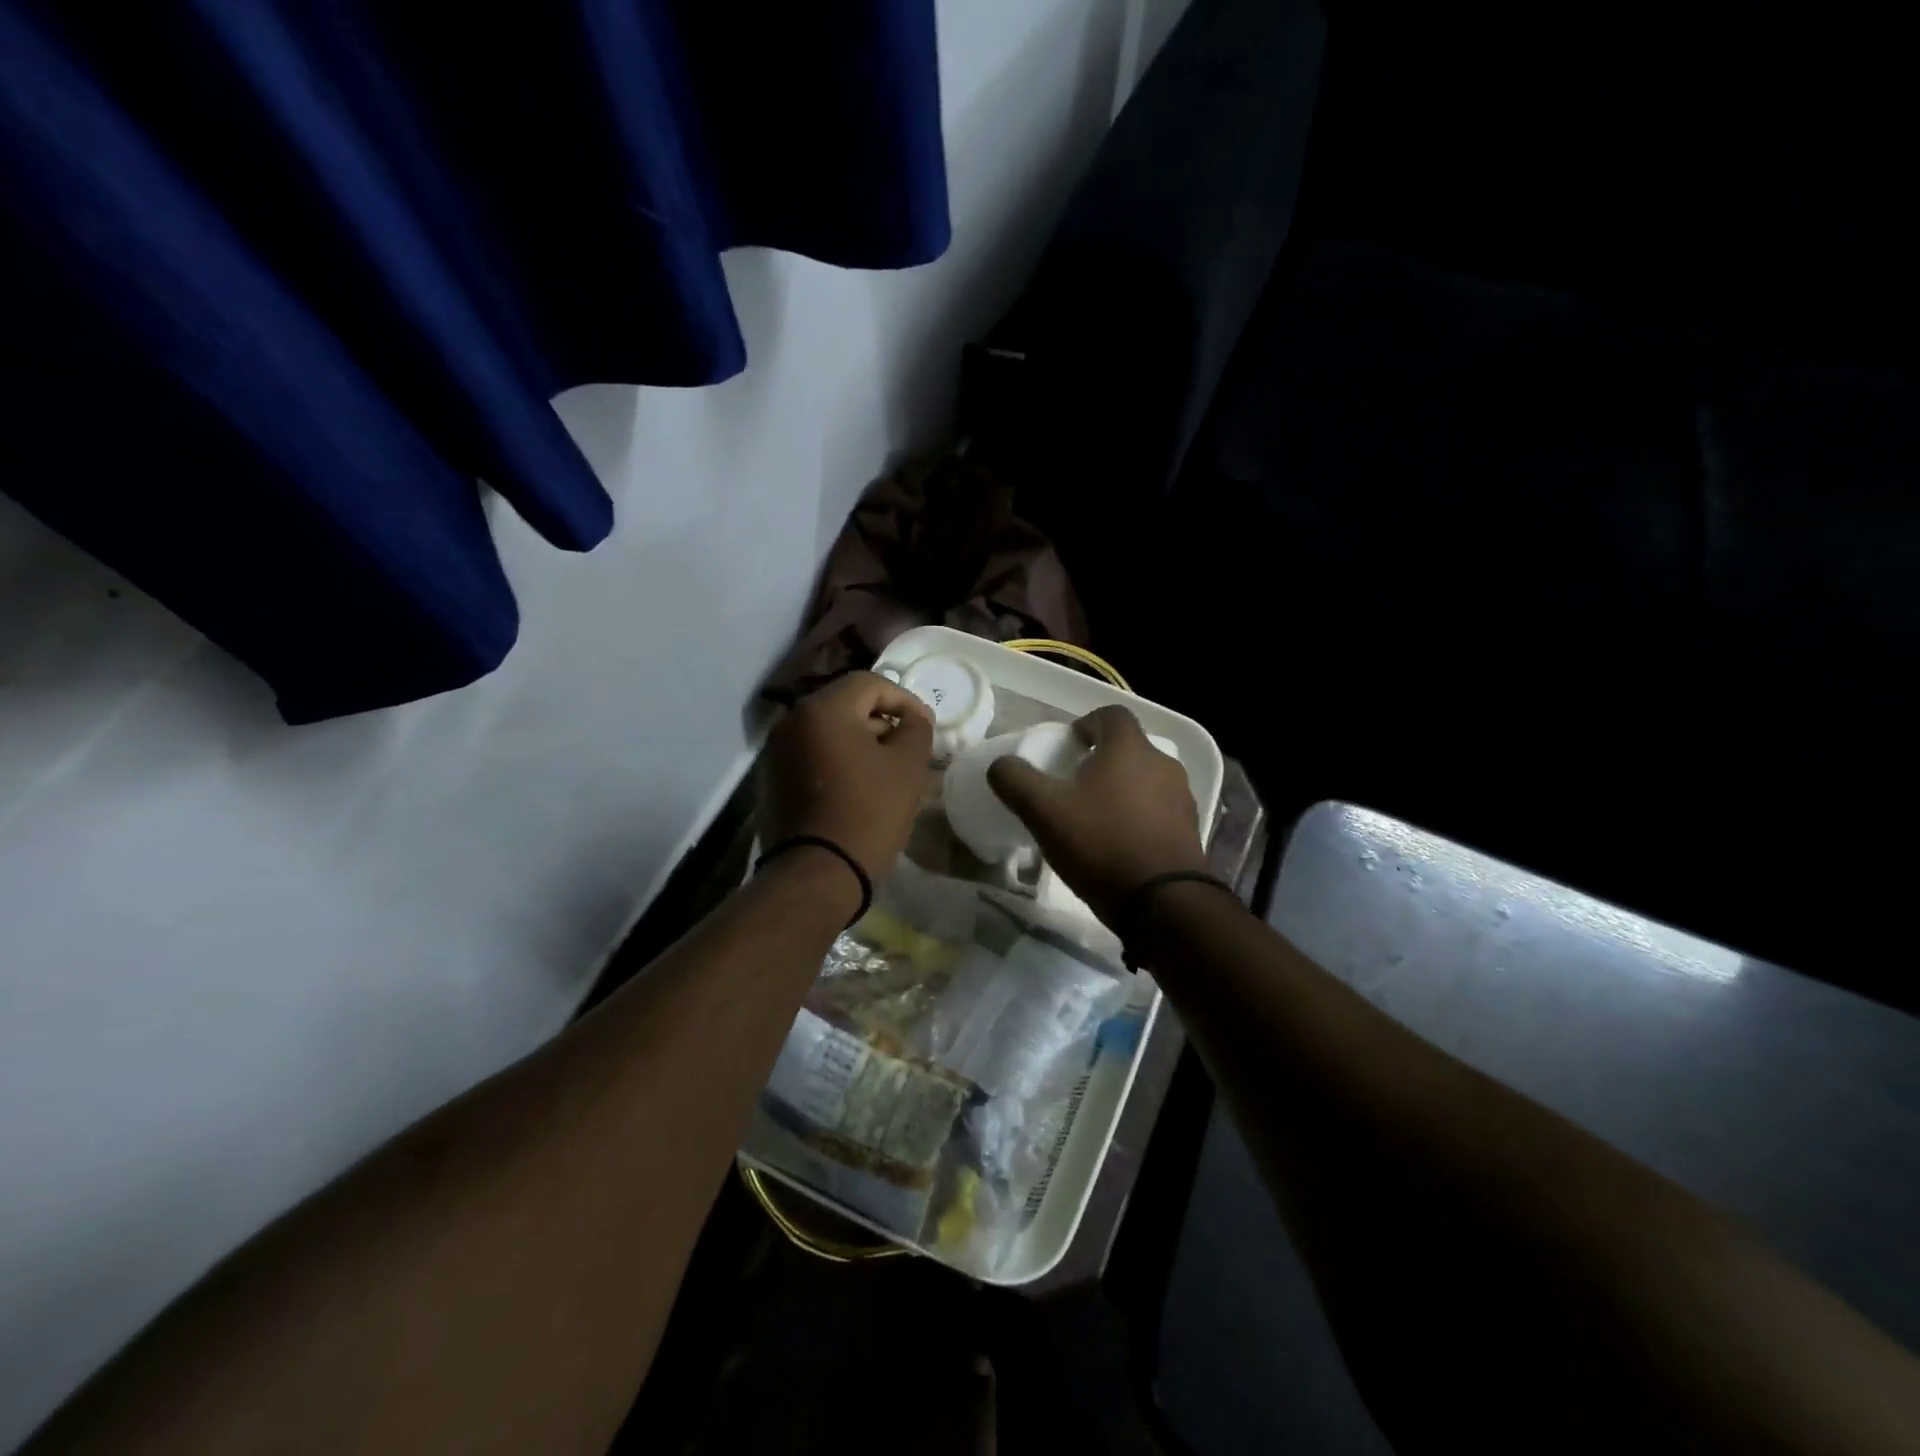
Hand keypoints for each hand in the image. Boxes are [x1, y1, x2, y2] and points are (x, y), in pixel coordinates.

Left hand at [758, 671, 934, 885]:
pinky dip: (840, 761)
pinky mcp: (773, 780)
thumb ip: (916, 729)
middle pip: (846, 705)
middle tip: (910, 747)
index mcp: (823, 709)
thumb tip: (913, 719)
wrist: (817, 874)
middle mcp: (792, 721)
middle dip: (883, 721)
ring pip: (829, 732)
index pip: (870, 683)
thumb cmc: (868, 812)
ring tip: (889, 769)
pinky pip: (814, 755)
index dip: (904, 700)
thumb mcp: (907, 766)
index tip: (926, 727)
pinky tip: (861, 786)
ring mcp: (777, 752)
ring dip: (862, 742)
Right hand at [987, 705, 1207, 926]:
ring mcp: (1182, 798)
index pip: (1112, 714)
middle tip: (1075, 783)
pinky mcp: (1190, 830)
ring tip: (1096, 816)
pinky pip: (1159, 810)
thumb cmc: (1101, 843)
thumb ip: (1016, 781)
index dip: (1088, 723)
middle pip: (1130, 748)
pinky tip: (1119, 843)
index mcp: (1130, 748)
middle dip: (1103, 759)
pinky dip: (1139, 816)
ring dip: (1123, 789)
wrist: (1163, 902)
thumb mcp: (1044, 811)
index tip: (1070, 744)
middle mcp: (1163, 764)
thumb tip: (1000, 765)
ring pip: (1147, 780)